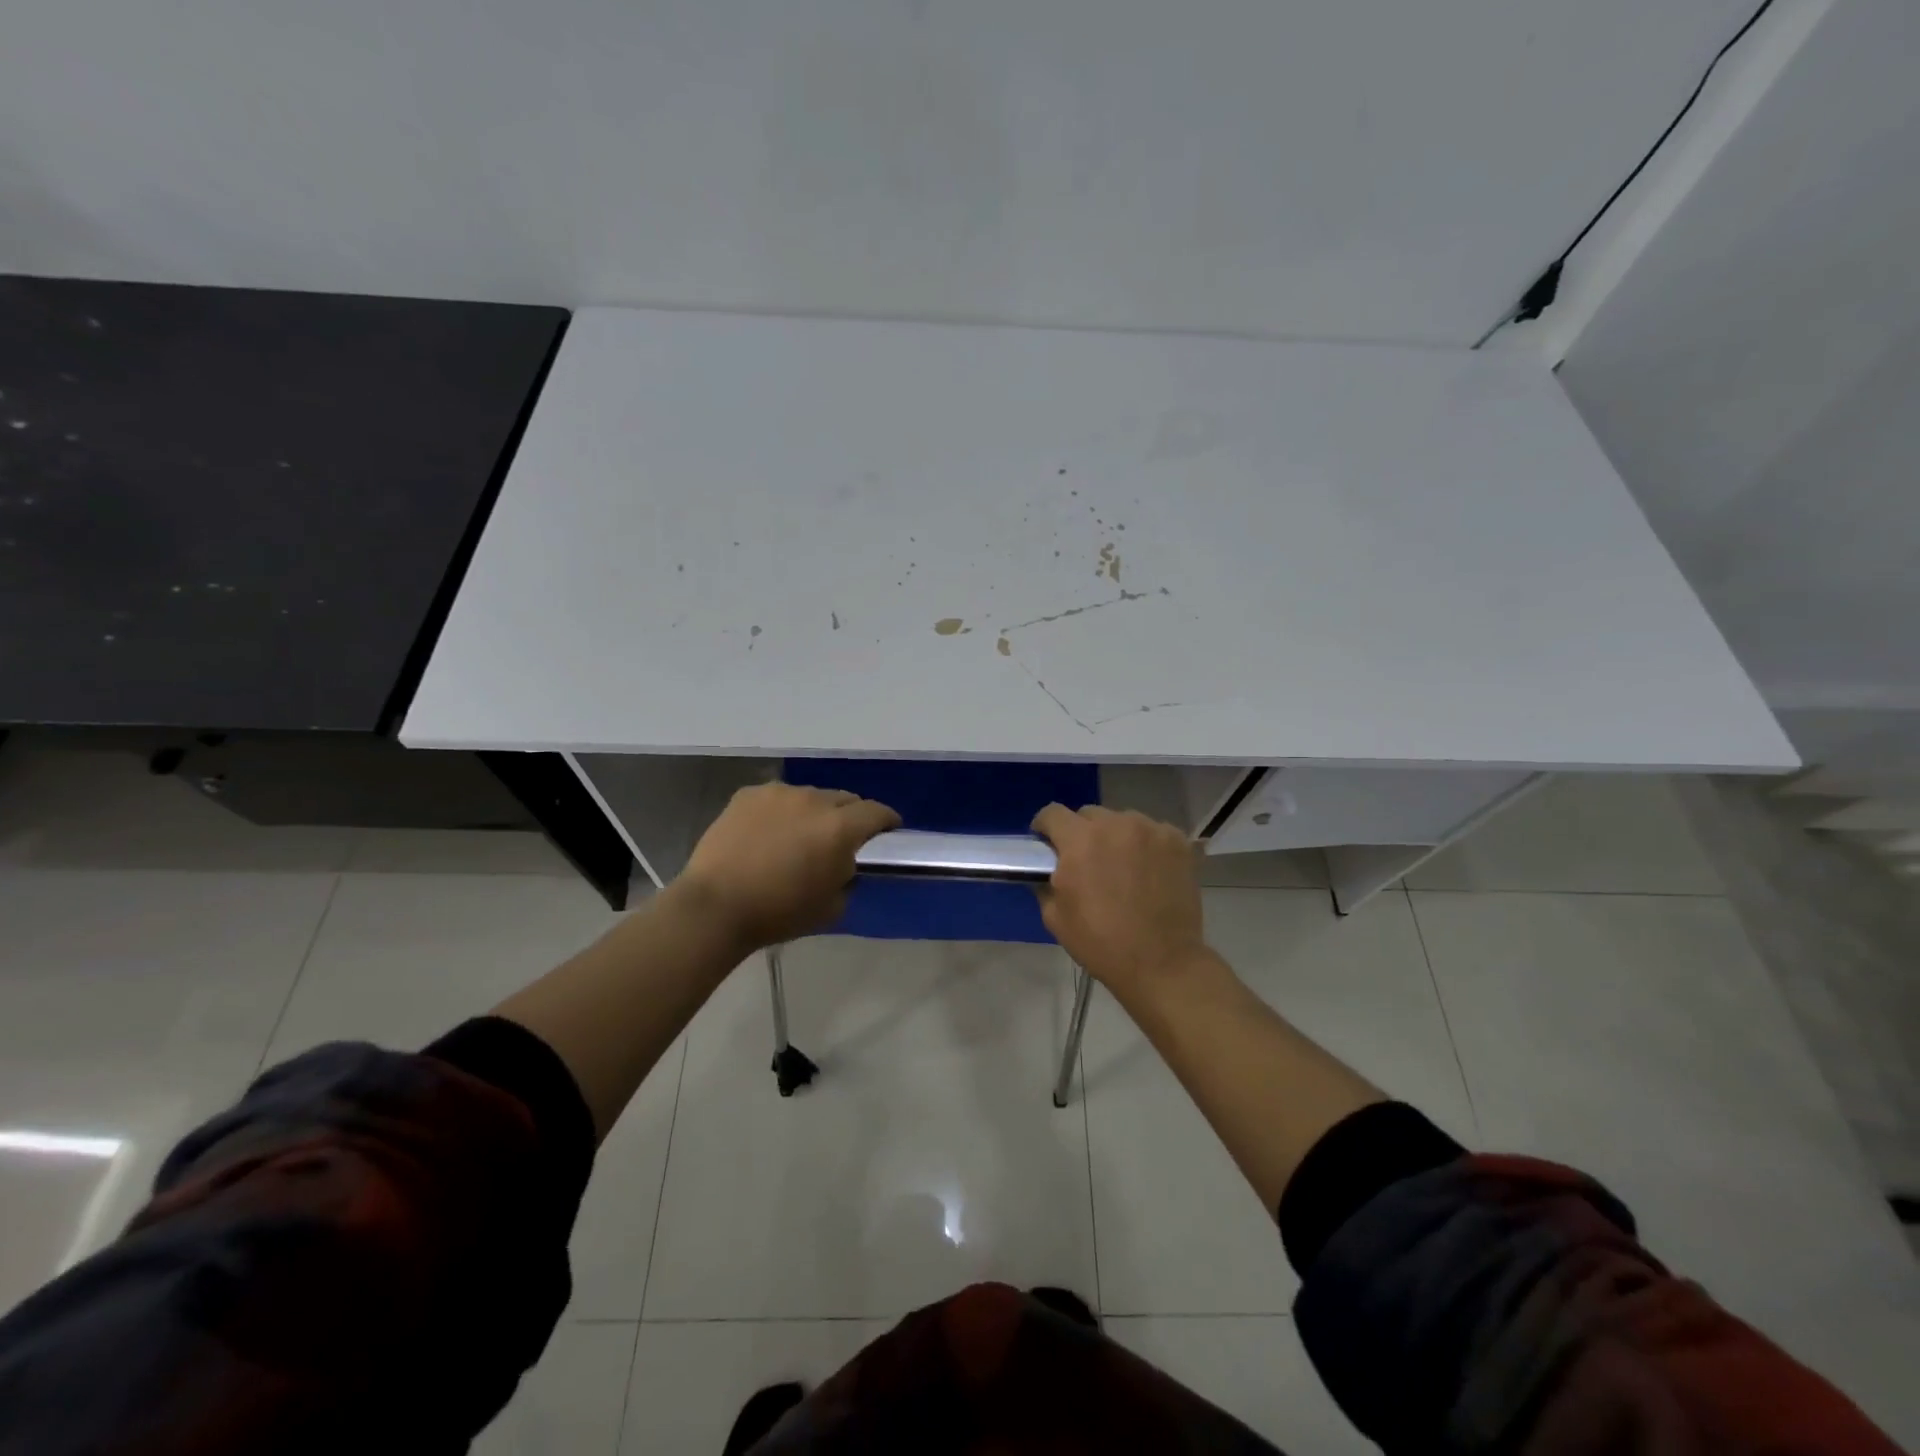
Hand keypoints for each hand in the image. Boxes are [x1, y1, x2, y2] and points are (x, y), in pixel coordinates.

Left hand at [677, 783, 899, 948]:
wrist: (715, 907)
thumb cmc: (778, 913)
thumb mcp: (831, 907)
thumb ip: (847, 877)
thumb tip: (844, 863)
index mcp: (840, 828)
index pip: (877, 812)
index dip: (887, 821)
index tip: (888, 832)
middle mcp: (814, 800)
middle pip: (845, 799)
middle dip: (850, 816)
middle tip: (840, 840)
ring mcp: (779, 793)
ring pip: (810, 796)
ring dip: (813, 813)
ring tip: (798, 836)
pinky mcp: (748, 794)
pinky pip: (777, 798)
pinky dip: (781, 812)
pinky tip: (767, 833)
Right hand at [1031, 804, 1207, 1005]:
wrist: (1162, 963)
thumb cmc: (1101, 942)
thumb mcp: (1055, 917)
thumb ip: (1045, 882)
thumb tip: (1048, 869)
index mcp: (1080, 840)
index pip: (1052, 813)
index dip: (1044, 828)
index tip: (1047, 845)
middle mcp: (1115, 824)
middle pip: (1089, 814)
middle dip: (1082, 833)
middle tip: (1087, 862)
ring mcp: (1151, 830)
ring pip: (1123, 821)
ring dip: (1116, 837)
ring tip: (1122, 867)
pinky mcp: (1177, 841)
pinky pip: (1153, 832)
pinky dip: (1146, 845)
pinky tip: (1149, 871)